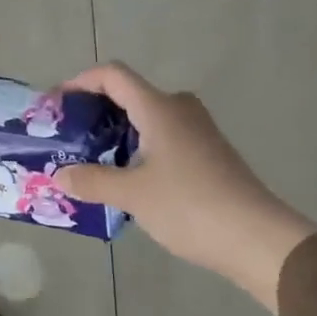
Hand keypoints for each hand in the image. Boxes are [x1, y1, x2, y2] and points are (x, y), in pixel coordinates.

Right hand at [51, 64, 316, 311]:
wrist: (260, 241)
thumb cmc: (191, 206)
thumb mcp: (132, 195)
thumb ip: (91, 180)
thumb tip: (60, 176)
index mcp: (159, 108)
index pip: (112, 74)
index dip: (79, 82)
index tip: (56, 105)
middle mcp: (179, 110)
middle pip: (129, 94)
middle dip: (94, 111)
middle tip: (70, 136)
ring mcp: (198, 133)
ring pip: (146, 118)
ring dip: (115, 133)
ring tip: (91, 160)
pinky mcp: (208, 156)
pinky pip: (162, 138)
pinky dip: (137, 148)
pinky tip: (126, 179)